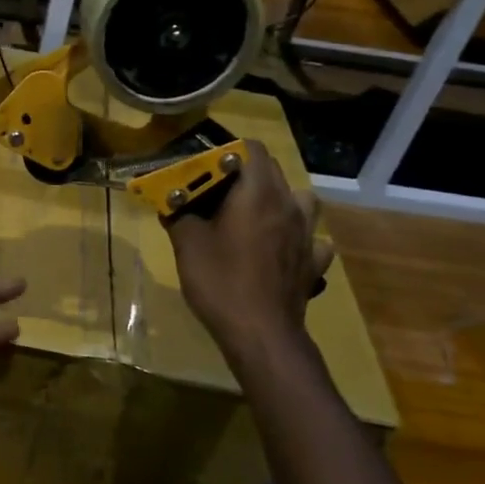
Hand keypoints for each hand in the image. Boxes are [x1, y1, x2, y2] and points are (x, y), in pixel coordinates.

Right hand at [166, 142, 332, 352]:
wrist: (260, 333)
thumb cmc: (220, 281)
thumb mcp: (187, 244)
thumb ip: (179, 215)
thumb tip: (170, 201)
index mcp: (257, 193)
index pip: (252, 150)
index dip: (228, 152)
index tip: (205, 168)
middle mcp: (288, 205)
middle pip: (273, 172)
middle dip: (244, 175)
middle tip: (216, 193)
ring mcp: (307, 234)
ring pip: (300, 200)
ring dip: (279, 200)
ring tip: (256, 215)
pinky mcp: (314, 262)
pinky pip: (312, 238)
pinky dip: (298, 237)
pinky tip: (282, 248)